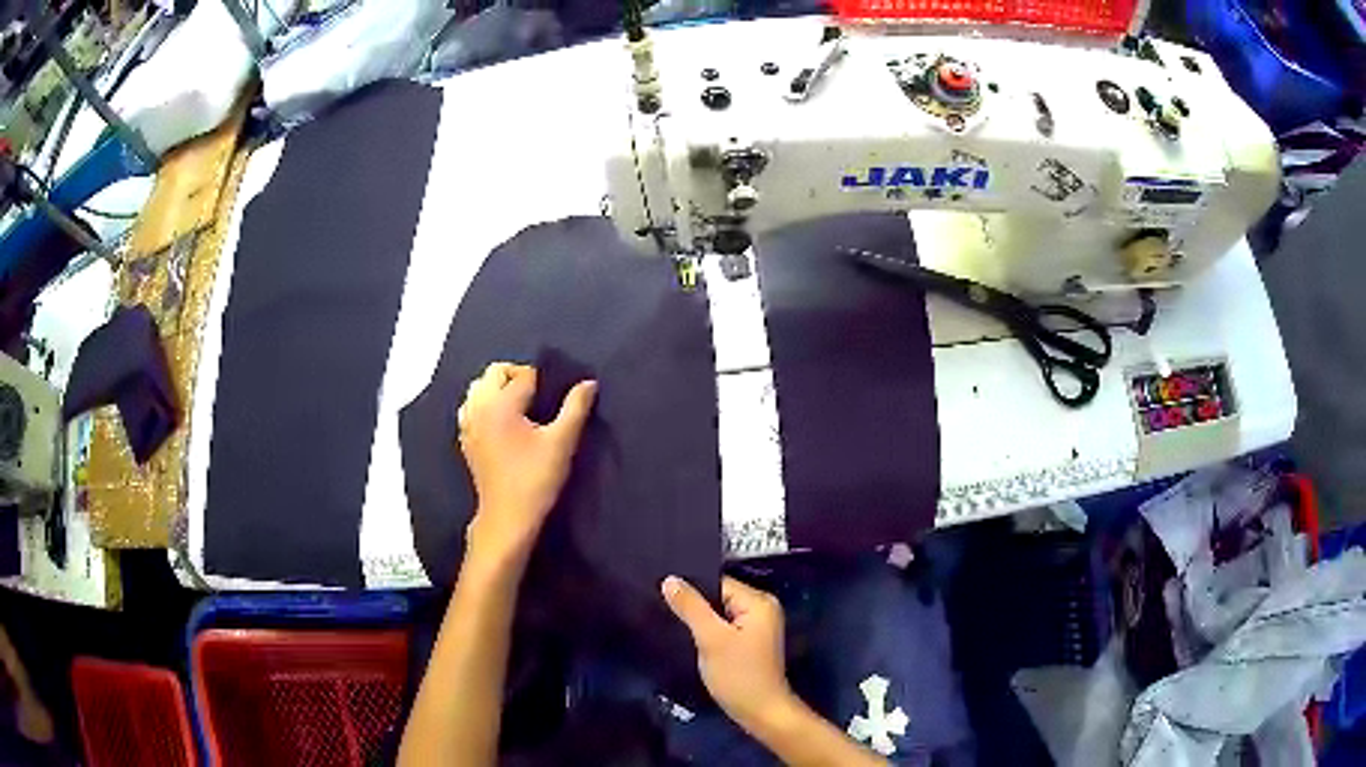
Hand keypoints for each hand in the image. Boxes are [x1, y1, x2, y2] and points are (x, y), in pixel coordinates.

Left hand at [458, 362, 596, 563]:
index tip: (555, 400)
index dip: (543, 382)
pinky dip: (484, 405)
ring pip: (478, 387)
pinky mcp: (465, 439)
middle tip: (538, 398)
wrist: (507, 517)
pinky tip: (501, 423)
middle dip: (517, 376)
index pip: (524, 375)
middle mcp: (480, 407)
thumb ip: (575, 408)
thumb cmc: (536, 479)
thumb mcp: (562, 442)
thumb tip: (588, 383)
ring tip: (519, 408)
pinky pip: (470, 407)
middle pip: (495, 372)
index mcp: (502, 403)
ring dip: (497, 388)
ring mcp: (468, 423)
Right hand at [662, 575, 794, 731]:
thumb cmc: (738, 675)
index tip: (662, 593)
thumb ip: (691, 607)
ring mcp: (757, 626)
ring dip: (700, 619)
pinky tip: (690, 637)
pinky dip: (708, 631)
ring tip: (672, 621)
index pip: (718, 583)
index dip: (691, 588)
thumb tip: (670, 580)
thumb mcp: (711, 639)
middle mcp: (762, 608)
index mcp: (759, 601)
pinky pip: (724, 626)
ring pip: (719, 613)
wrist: (760, 712)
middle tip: (663, 608)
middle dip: (694, 604)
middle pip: (719, 596)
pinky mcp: (749, 642)